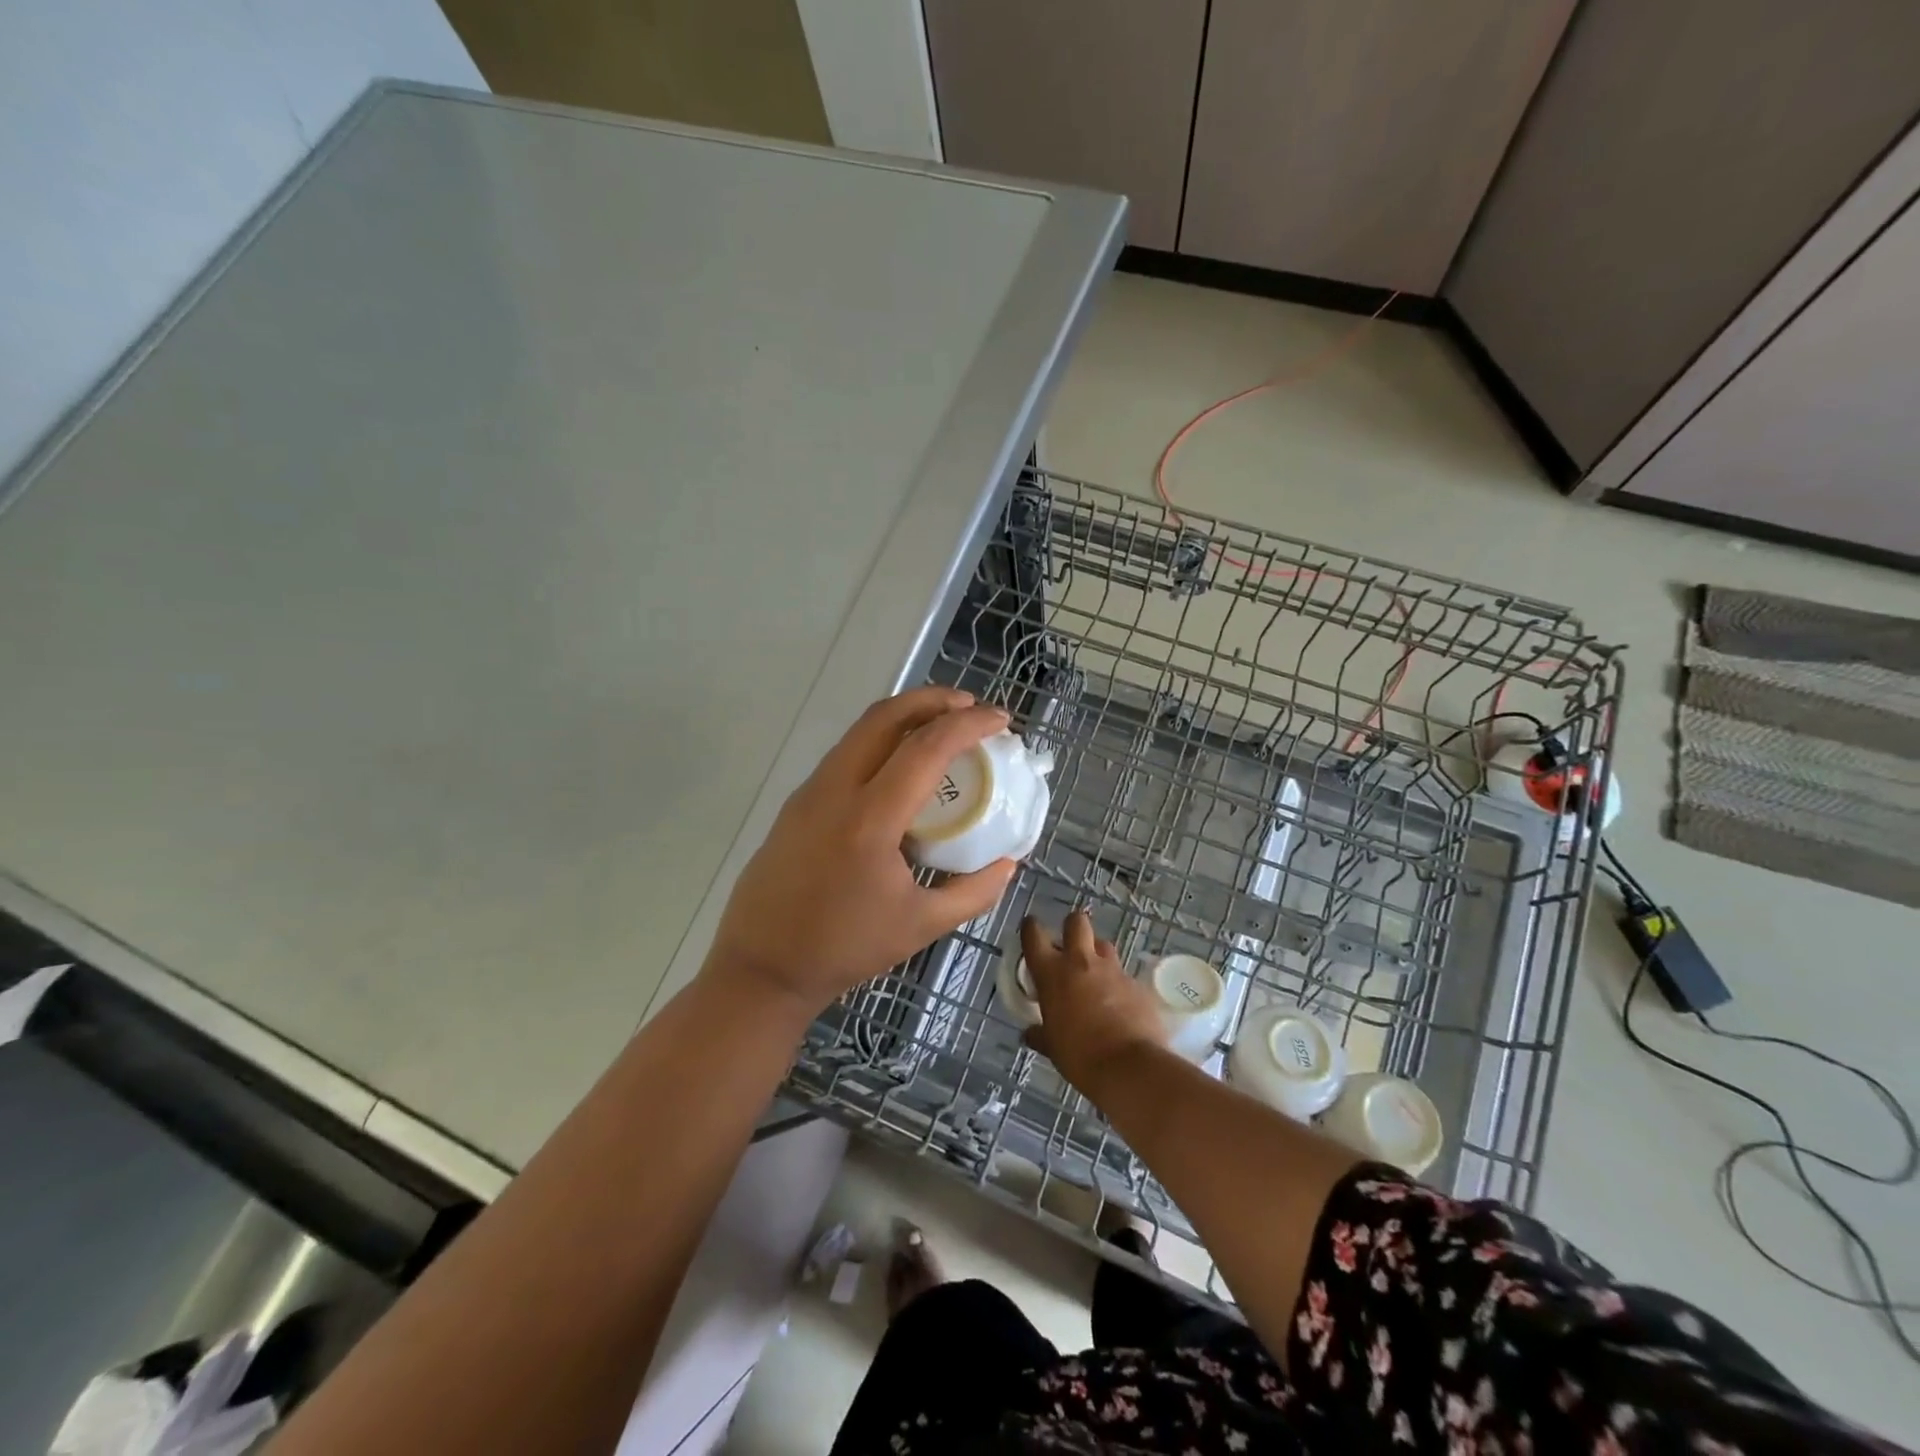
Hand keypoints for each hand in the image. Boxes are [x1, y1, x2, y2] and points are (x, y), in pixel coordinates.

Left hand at [708, 687, 1018, 1012]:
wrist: (761, 967)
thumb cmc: (844, 949)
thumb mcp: (921, 926)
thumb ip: (974, 892)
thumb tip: (1009, 862)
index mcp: (869, 820)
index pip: (925, 749)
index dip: (969, 726)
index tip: (1001, 720)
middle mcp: (835, 790)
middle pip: (885, 716)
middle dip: (933, 699)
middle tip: (971, 707)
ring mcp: (809, 792)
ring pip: (860, 730)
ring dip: (905, 716)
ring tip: (942, 727)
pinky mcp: (797, 802)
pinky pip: (846, 754)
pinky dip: (881, 741)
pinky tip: (902, 767)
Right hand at [1020, 911, 1168, 1094]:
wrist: (1130, 1067)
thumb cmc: (1080, 1056)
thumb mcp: (1052, 1047)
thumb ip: (1040, 1034)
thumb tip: (1030, 1033)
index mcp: (1052, 973)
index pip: (1034, 935)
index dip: (1030, 928)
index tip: (1030, 928)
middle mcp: (1081, 962)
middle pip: (1076, 922)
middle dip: (1072, 927)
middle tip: (1070, 947)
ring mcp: (1112, 970)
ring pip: (1103, 945)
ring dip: (1097, 954)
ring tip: (1095, 975)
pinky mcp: (1136, 983)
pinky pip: (1124, 974)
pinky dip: (1118, 984)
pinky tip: (1119, 1004)